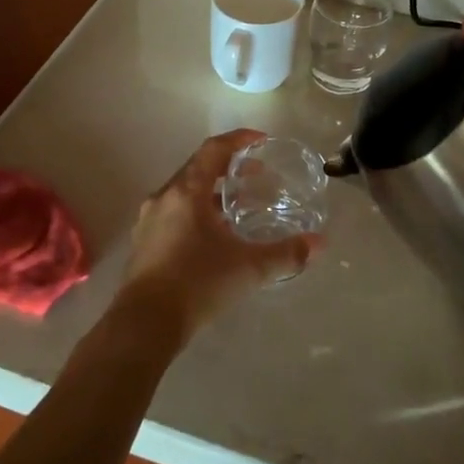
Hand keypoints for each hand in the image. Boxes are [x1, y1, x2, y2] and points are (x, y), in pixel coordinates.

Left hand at [117, 129, 315, 344]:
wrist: (144, 323)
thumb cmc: (197, 283)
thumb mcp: (248, 268)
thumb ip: (285, 254)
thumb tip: (319, 244)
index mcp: (186, 191)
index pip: (213, 149)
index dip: (239, 140)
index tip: (261, 141)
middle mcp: (164, 197)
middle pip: (198, 168)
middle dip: (228, 167)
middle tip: (257, 175)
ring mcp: (149, 220)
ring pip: (185, 192)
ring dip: (212, 193)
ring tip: (238, 208)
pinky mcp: (144, 243)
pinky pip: (174, 213)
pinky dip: (197, 212)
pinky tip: (213, 237)